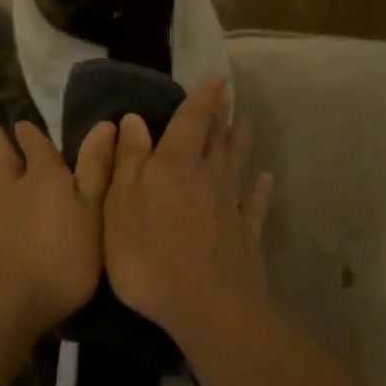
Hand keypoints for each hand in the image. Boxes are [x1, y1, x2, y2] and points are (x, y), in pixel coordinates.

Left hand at [0, 120, 117, 338]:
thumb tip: (104, 124)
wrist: (6, 299)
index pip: (39, 150)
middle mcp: (10, 192)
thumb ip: (97, 170)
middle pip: (3, 163)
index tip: (22, 125)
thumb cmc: (63, 259)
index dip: (32, 136)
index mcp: (46, 182)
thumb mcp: (94, 213)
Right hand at [103, 78, 273, 342]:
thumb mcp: (120, 203)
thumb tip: (135, 120)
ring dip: (240, 142)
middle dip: (220, 114)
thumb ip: (127, 160)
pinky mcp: (246, 235)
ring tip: (246, 122)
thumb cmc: (148, 253)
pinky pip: (255, 204)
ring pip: (236, 164)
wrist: (206, 305)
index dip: (201, 100)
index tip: (215, 80)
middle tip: (228, 93)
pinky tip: (266, 180)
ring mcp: (231, 205)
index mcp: (175, 164)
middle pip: (216, 138)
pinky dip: (261, 190)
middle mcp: (208, 176)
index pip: (190, 122)